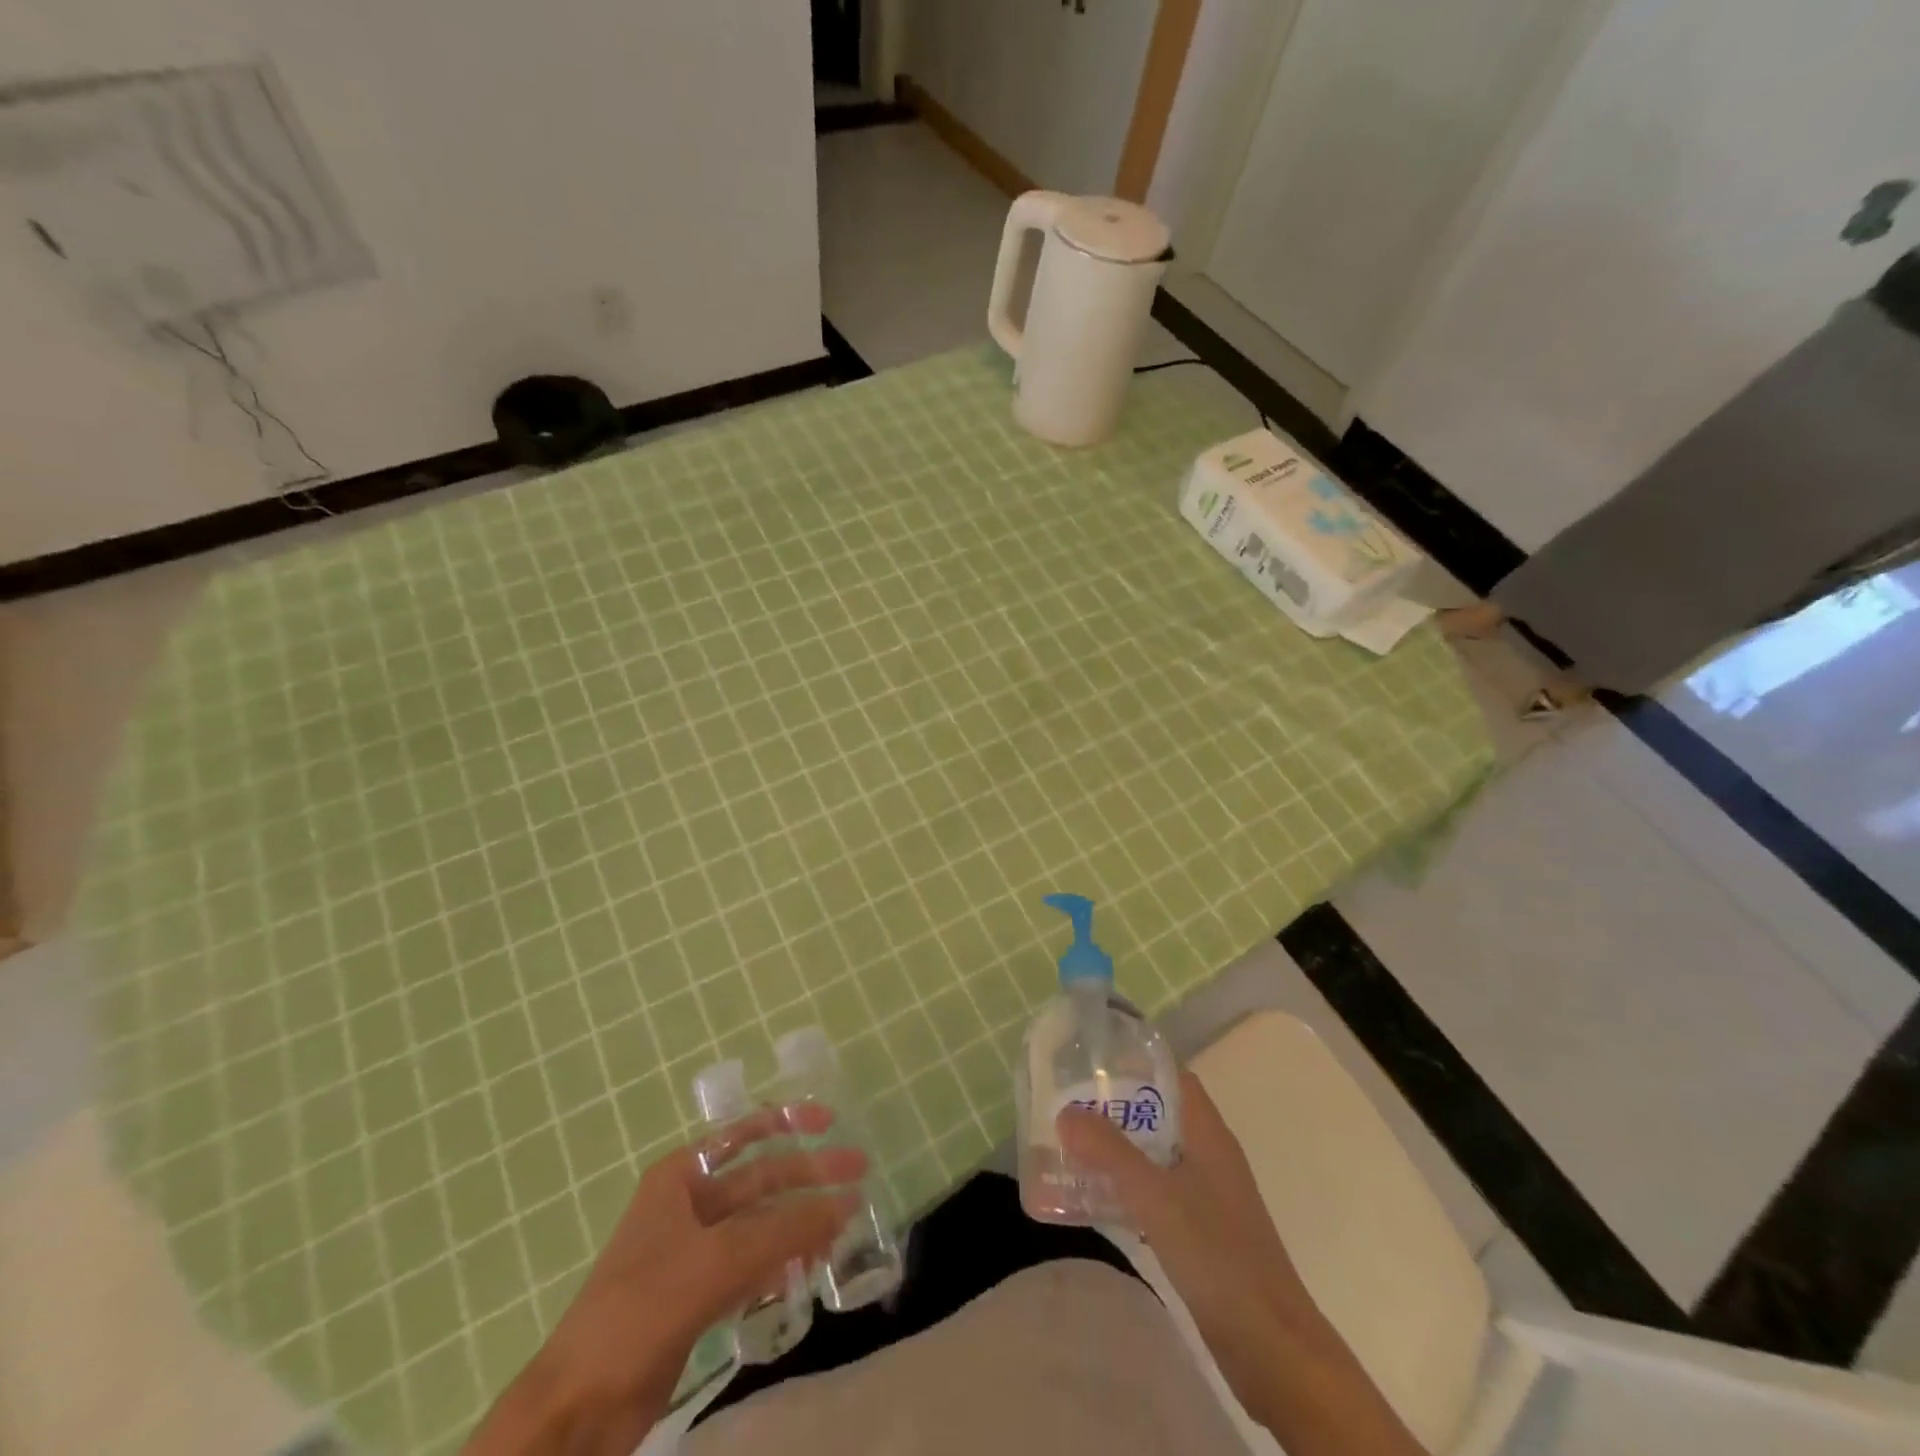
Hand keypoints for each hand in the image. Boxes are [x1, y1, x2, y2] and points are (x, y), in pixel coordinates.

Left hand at [467, 1106, 863, 1455]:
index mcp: (681, 1177)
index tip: (830, 1122)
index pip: (742, 1134)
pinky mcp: (698, 1296)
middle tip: (859, 1177)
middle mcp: (688, 1205)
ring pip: (760, 1226)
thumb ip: (785, 1231)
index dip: (787, 1122)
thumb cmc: (641, 1310)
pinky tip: (807, 1270)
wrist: (577, 1408)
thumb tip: (846, 1204)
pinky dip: (780, 1264)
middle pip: (760, 1180)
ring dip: (798, 1225)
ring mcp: (693, 1252)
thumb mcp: (717, 1260)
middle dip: (808, 1178)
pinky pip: (751, 1266)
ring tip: (842, 1231)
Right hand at [1058, 1071, 1421, 1455]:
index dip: (1135, 1065)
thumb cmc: (1217, 1254)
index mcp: (1208, 1134)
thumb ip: (1110, 1151)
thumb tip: (1065, 1111)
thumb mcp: (1156, 1196)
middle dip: (1116, 1109)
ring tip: (1069, 1149)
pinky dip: (1127, 1189)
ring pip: (1155, 1156)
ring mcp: (1207, 1196)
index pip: (1172, 1077)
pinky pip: (1157, 1194)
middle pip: (1158, 1115)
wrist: (1272, 1346)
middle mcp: (1209, 1156)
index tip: (1091, 1063)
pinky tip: (1095, 1201)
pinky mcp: (1201, 1233)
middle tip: (1068, 1106)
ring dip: (1117, 1151)